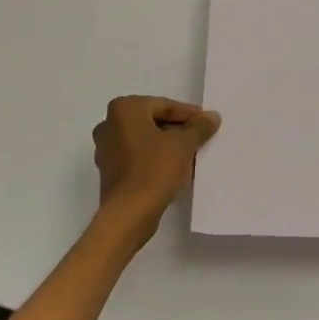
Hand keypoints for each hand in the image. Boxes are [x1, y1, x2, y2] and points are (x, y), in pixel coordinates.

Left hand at [91, 95, 220, 244]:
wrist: (129, 213)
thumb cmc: (155, 169)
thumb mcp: (183, 144)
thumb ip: (198, 127)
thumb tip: (212, 116)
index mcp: (124, 109)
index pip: (164, 106)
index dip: (188, 115)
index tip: (207, 123)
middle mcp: (109, 124)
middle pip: (152, 121)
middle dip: (177, 130)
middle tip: (200, 139)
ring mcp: (106, 150)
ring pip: (145, 141)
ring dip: (167, 146)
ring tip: (191, 156)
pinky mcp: (109, 172)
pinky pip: (137, 158)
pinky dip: (155, 160)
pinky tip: (175, 170)